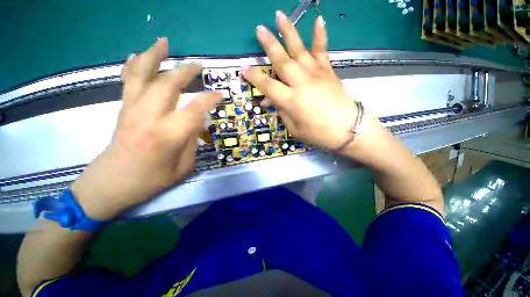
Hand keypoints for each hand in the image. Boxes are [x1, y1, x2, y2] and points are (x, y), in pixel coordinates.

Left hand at [71, 38, 220, 219]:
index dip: (209, 99)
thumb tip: (197, 122)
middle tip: (199, 66)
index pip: (195, 109)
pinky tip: (137, 55)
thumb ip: (192, 142)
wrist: (110, 183)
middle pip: (168, 84)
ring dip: (154, 56)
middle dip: (185, 72)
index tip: (220, 94)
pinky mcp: (122, 109)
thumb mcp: (183, 168)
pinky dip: (133, 66)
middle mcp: (150, 117)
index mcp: (169, 135)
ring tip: (164, 42)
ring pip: (143, 75)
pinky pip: (128, 81)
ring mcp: (132, 109)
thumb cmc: (150, 180)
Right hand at [242, 11, 357, 149]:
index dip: (254, 77)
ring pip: (299, 49)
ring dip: (288, 31)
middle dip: (269, 44)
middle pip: (281, 61)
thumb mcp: (295, 129)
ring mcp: (316, 74)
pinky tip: (318, 20)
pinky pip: (322, 50)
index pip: (268, 86)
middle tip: (259, 29)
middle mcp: (301, 82)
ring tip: (279, 15)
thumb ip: (282, 112)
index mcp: (291, 100)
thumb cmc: (319, 133)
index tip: (243, 68)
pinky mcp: (328, 71)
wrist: (348, 128)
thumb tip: (271, 100)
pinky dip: (320, 35)